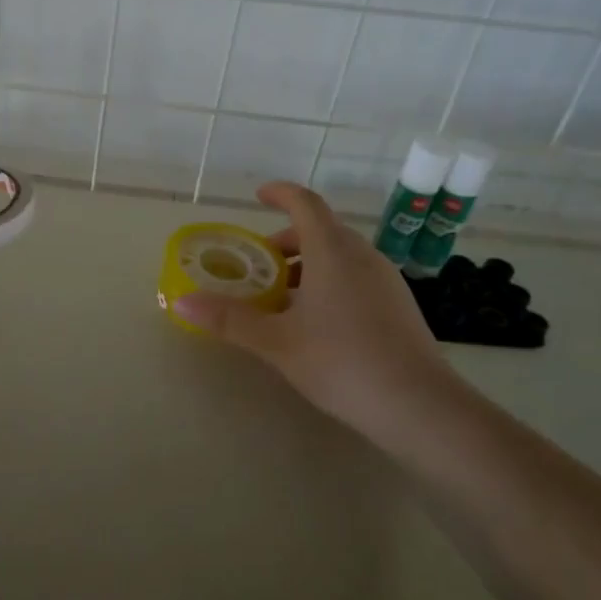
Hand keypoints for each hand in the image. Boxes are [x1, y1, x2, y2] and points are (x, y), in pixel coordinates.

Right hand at [172, 181, 477, 449]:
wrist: (419, 406)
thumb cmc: (341, 362)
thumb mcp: (276, 342)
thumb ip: (229, 319)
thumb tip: (182, 301)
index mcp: (333, 252)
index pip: (305, 205)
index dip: (281, 193)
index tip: (259, 195)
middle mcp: (363, 256)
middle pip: (322, 231)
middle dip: (287, 241)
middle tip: (259, 265)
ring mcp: (386, 281)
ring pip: (341, 256)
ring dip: (308, 265)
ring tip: (282, 299)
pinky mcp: (398, 306)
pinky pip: (356, 277)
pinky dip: (329, 282)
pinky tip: (316, 322)